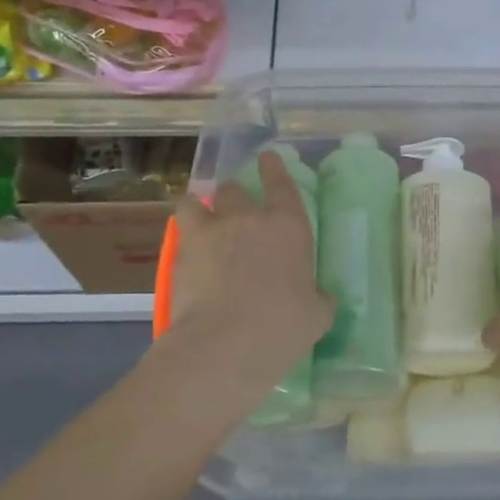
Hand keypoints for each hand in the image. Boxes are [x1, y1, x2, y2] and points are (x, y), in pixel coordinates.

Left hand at [165, 150, 333, 380]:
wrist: (226, 342)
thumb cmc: (284, 325)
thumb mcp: (317, 315)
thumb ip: (318, 299)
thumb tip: (320, 298)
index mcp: (288, 227)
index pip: (282, 186)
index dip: (275, 169)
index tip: (268, 158)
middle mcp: (248, 219)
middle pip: (234, 191)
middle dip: (234, 196)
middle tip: (235, 209)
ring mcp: (211, 233)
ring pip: (197, 202)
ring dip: (200, 206)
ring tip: (200, 216)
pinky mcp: (182, 254)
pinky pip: (179, 231)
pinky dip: (184, 236)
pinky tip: (188, 251)